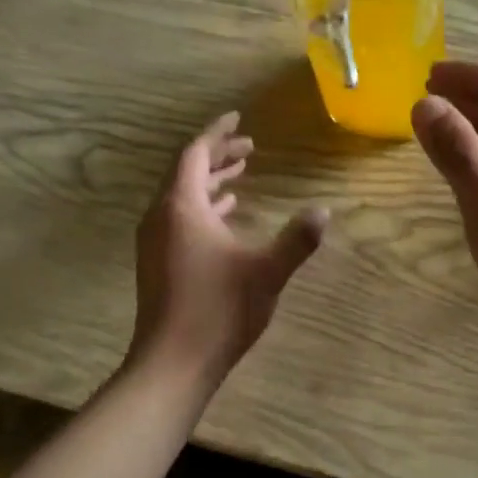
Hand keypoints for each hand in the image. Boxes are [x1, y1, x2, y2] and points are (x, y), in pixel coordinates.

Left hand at [129, 112, 327, 390]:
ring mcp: (155, 240)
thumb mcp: (268, 271)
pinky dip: (203, 206)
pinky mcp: (157, 262)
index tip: (237, 117)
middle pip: (187, 171)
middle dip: (218, 155)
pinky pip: (179, 217)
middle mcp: (161, 216)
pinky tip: (225, 216)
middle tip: (250, 146)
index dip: (217, 132)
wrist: (174, 361)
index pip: (195, 153)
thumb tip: (323, 210)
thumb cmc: (220, 309)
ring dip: (211, 181)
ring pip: (182, 196)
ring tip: (241, 173)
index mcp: (182, 207)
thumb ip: (297, 238)